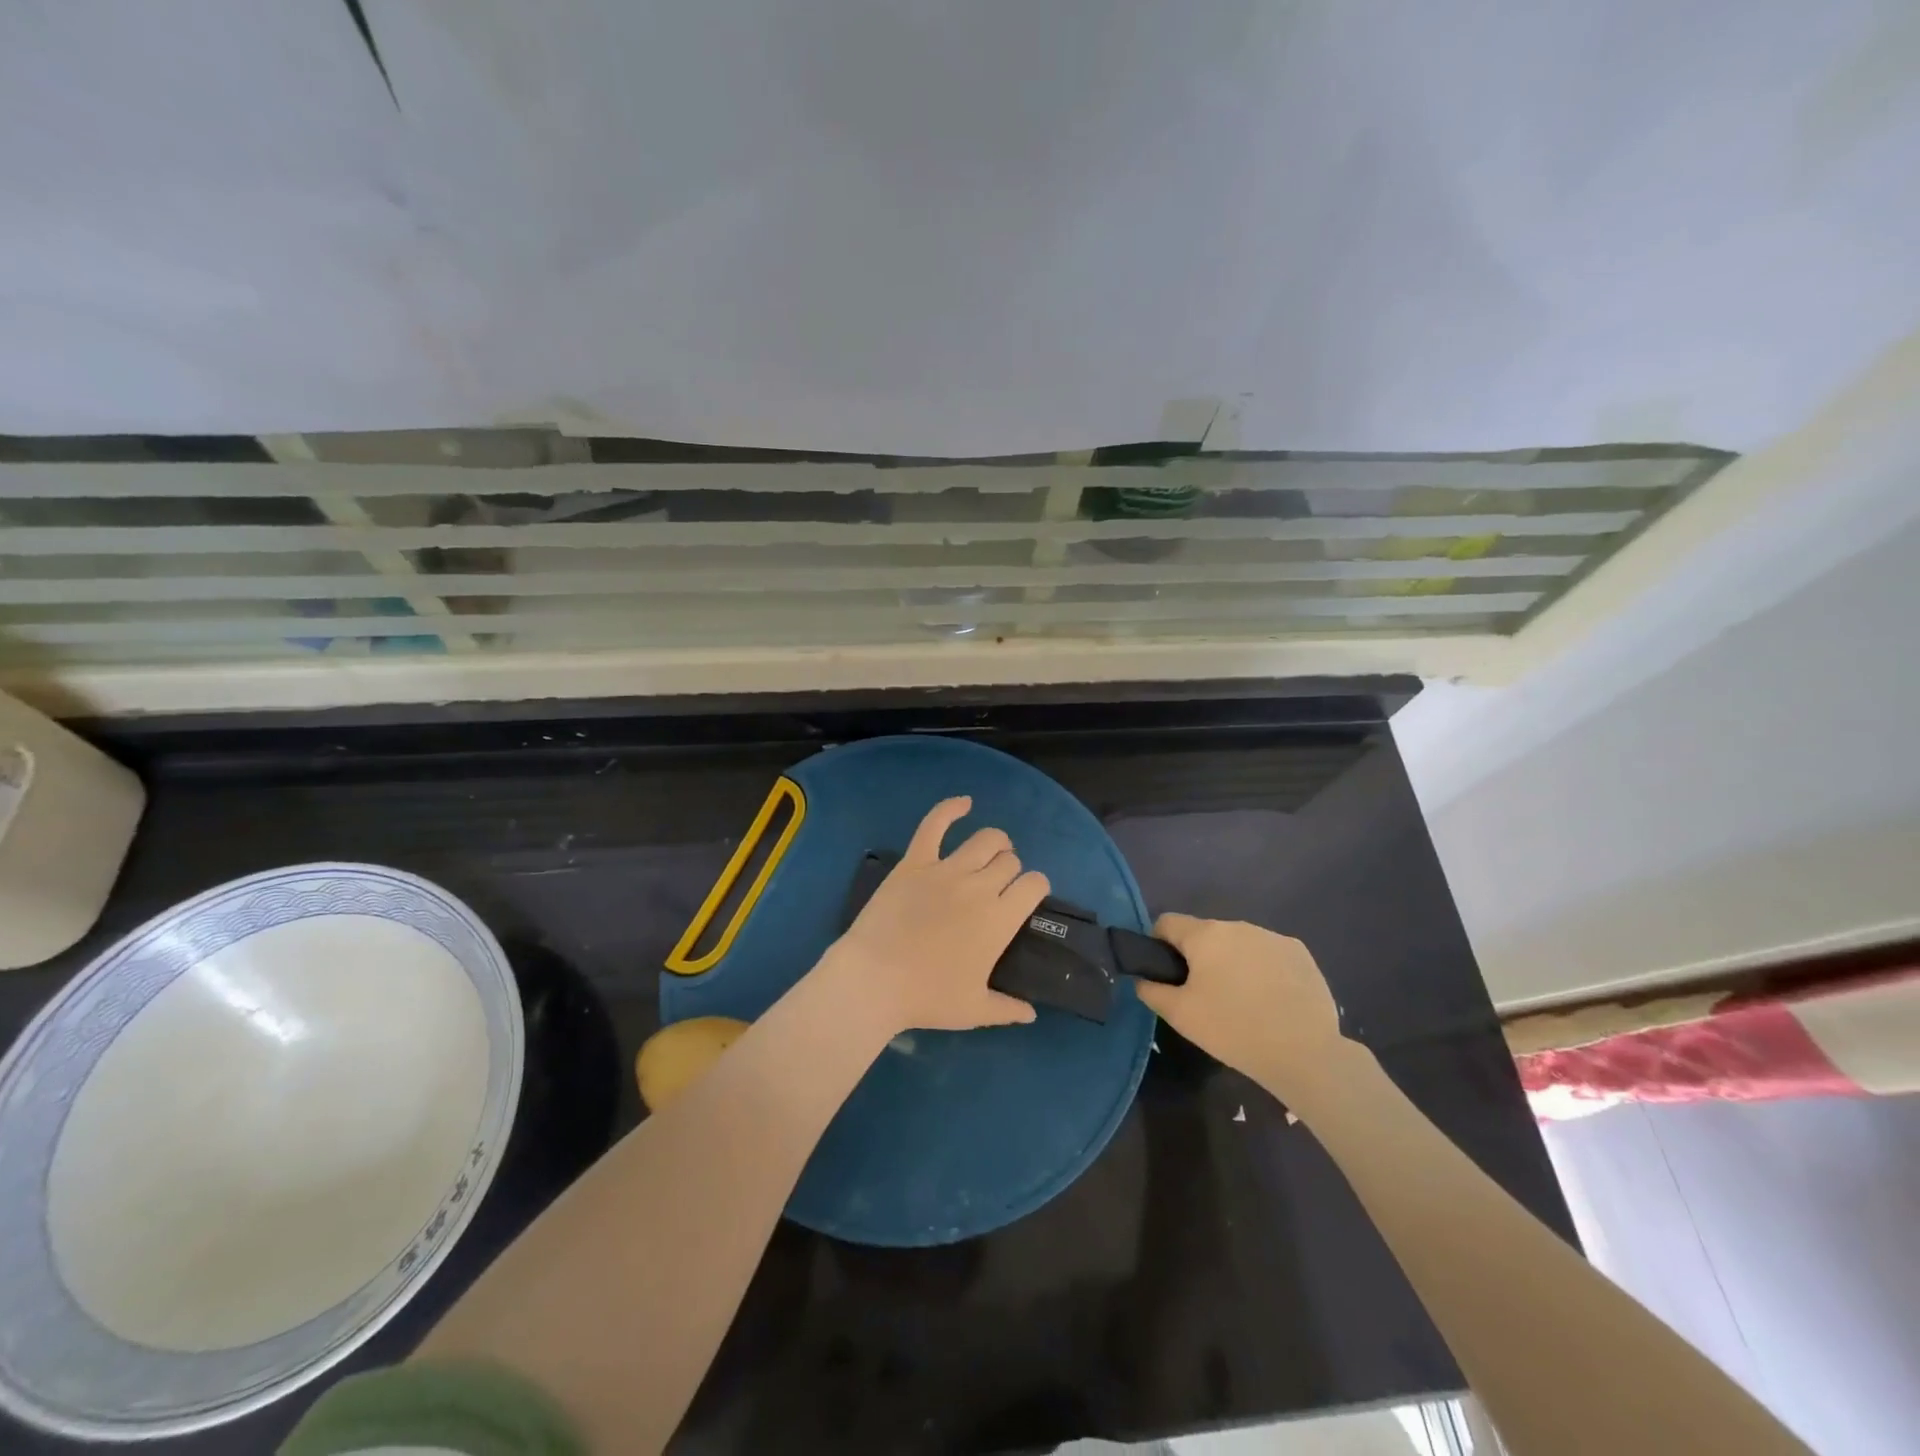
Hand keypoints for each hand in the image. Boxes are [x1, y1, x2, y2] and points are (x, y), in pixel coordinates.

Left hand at [825, 796, 1048, 1034]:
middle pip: (1010, 861)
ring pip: (985, 840)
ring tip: (992, 850)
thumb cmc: (926, 997)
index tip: (1026, 897)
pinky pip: (935, 824)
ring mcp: (946, 870)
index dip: (1035, 887)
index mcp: (1000, 919)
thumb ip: (1007, 1008)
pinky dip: (951, 808)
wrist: (874, 979)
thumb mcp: (973, 1011)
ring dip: (995, 843)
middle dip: (1011, 870)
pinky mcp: (915, 861)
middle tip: (999, 885)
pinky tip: (964, 802)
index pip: (1035, 885)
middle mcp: (980, 887)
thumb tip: (1032, 1013)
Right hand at [1135, 915, 1349, 1093]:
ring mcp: (1273, 937)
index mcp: (1206, 935)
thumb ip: (1151, 990)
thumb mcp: (1180, 1015)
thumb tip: (1143, 979)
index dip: (1159, 945)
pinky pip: (1269, 954)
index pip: (1167, 922)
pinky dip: (1263, 970)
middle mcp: (1238, 925)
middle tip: (1205, 996)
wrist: (1305, 1053)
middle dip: (1200, 958)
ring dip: (1232, 963)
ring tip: (1242, 1002)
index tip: (1167, 975)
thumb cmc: (1234, 1029)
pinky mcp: (1300, 953)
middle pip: (1205, 934)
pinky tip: (1271, 1002)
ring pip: (1239, 944)